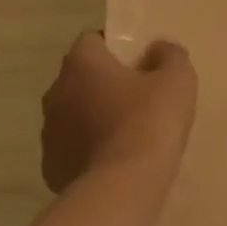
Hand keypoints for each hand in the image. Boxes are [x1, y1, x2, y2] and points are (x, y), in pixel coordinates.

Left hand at [40, 31, 196, 192]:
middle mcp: (56, 92)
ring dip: (94, 117)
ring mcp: (49, 131)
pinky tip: (115, 161)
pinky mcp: (51, 166)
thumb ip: (171, 56)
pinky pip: (73, 148)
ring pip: (74, 114)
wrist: (123, 185)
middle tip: (138, 97)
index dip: (116, 47)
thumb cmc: (150, 121)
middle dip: (105, 84)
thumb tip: (160, 46)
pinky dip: (89, 149)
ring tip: (127, 133)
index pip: (92, 40)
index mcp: (82, 64)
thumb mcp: (177, 81)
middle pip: (81, 78)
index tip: (139, 62)